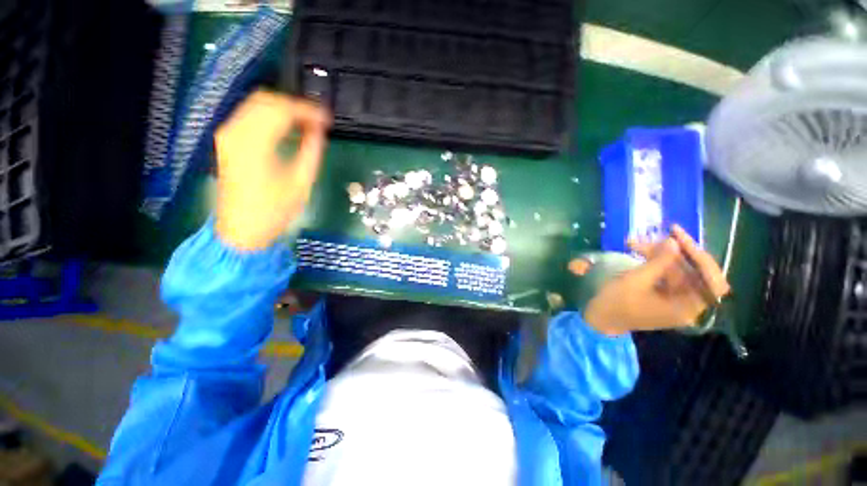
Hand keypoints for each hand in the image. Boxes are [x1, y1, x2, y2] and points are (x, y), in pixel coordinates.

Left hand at [214, 91, 329, 250]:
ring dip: (283, 110)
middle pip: (266, 100)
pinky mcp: (227, 142)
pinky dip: (270, 117)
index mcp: (255, 143)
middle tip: (317, 121)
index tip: (327, 118)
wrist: (241, 229)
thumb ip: (311, 151)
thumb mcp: (301, 182)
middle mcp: (235, 131)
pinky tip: (287, 129)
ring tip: (306, 124)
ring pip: (256, 105)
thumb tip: (319, 130)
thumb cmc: (274, 210)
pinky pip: (249, 116)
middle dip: (295, 106)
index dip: (308, 110)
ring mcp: (227, 135)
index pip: (282, 110)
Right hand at [581, 225, 730, 335]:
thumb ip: (658, 262)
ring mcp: (675, 299)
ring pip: (676, 270)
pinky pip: (666, 274)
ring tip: (633, 243)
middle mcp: (687, 304)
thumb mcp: (636, 280)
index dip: (701, 257)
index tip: (679, 239)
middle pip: (692, 272)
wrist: (600, 317)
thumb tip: (673, 241)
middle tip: (652, 236)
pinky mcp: (664, 294)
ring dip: (658, 254)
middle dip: (672, 252)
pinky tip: (638, 251)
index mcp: (687, 307)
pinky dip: (654, 261)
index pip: (712, 281)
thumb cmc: (617, 302)